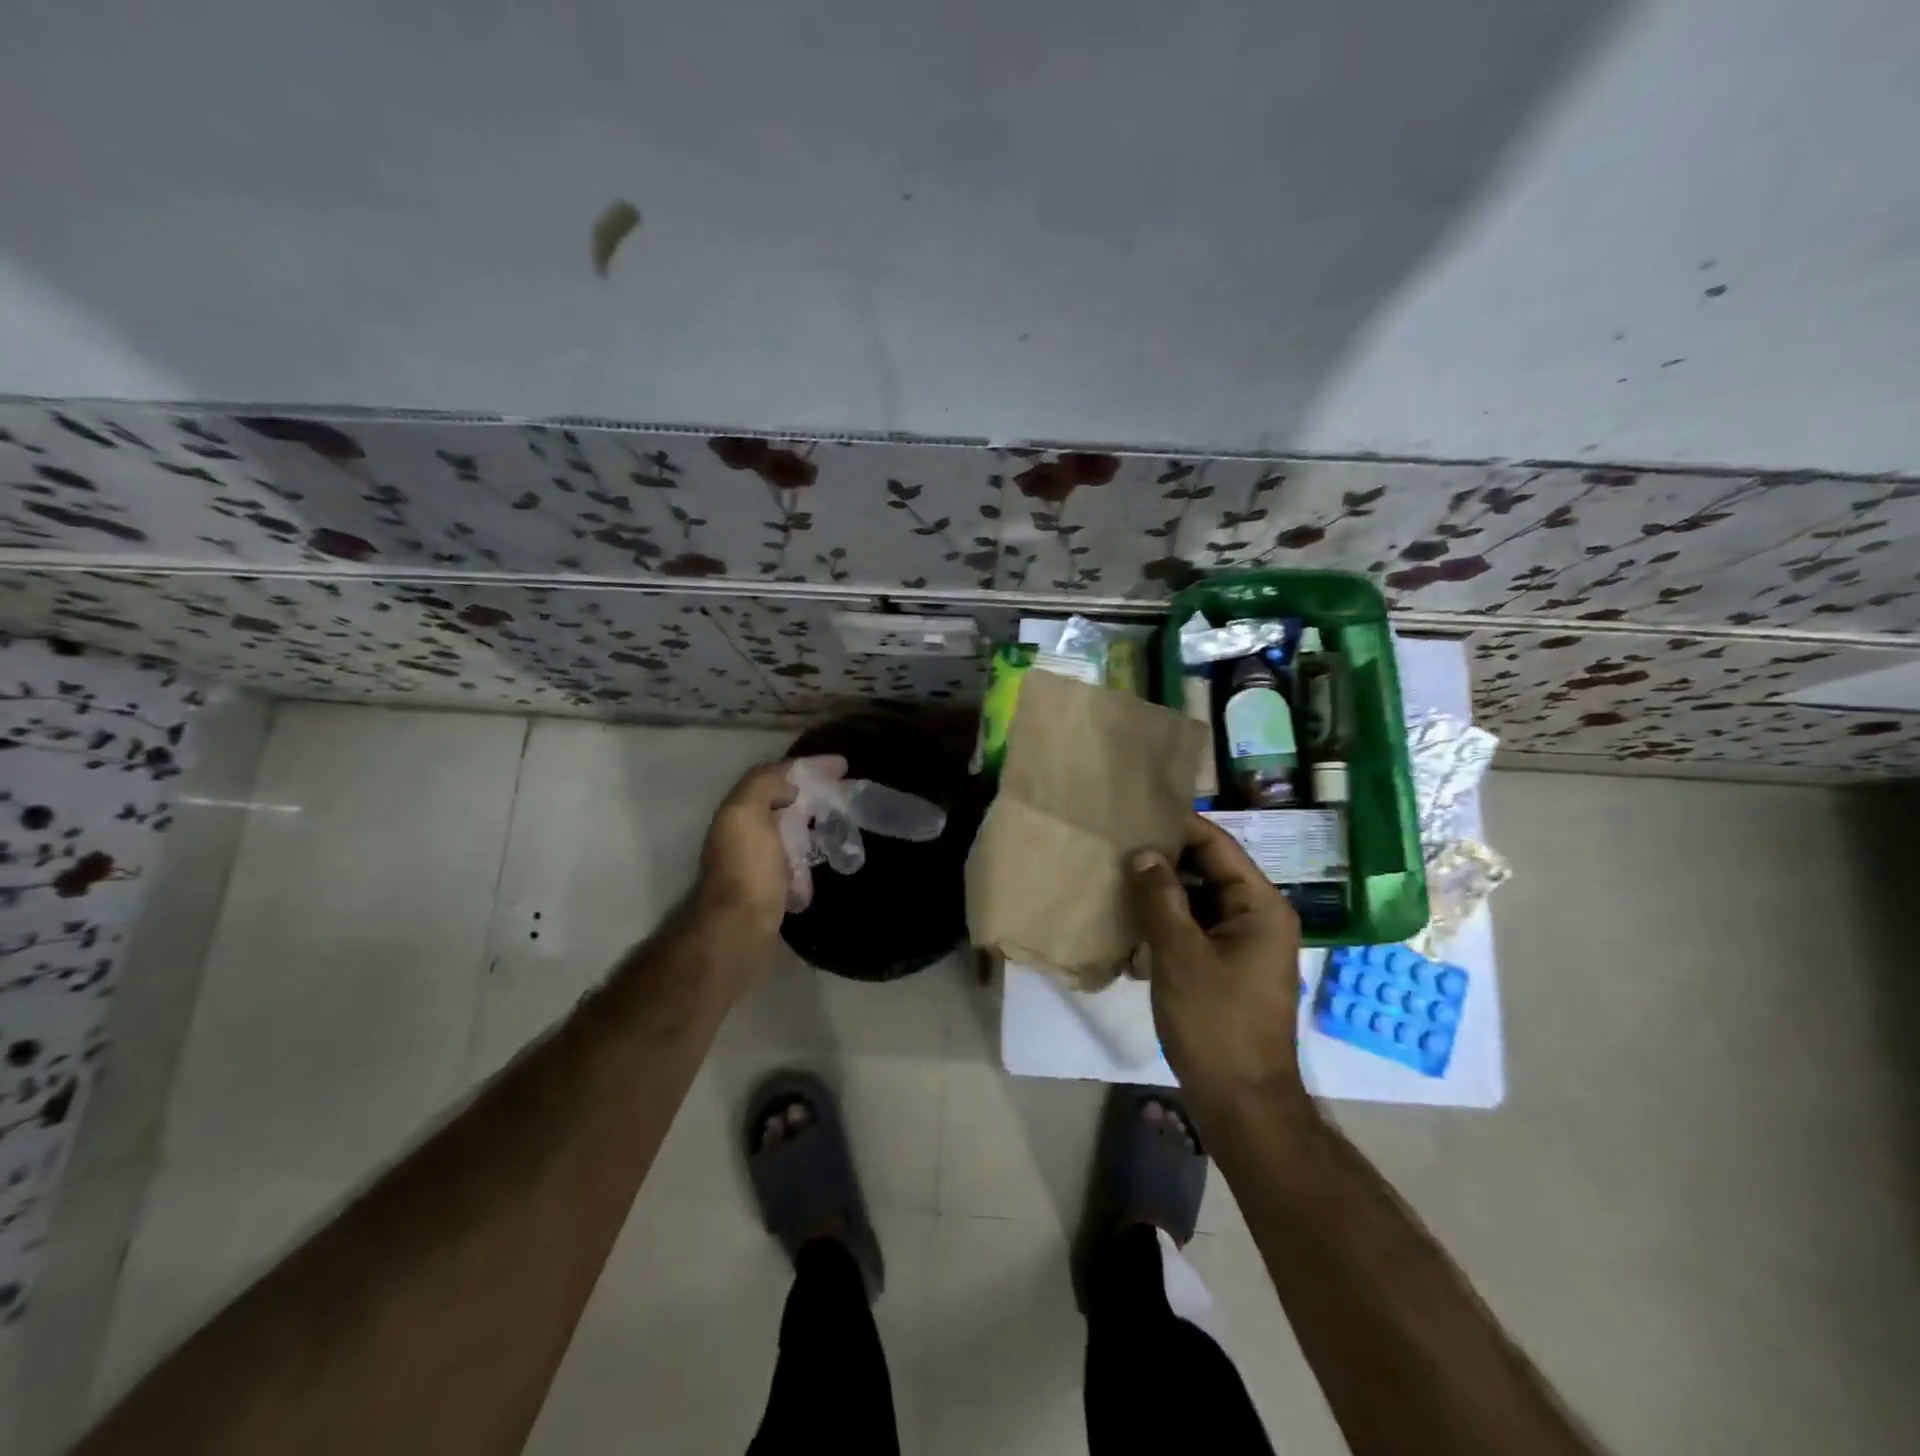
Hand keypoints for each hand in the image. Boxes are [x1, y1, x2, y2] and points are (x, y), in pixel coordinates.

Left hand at [689, 756, 849, 978]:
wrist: (738, 932)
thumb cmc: (748, 870)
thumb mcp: (747, 814)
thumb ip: (764, 785)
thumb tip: (790, 786)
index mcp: (741, 811)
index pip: (778, 776)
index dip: (810, 767)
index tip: (844, 765)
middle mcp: (746, 834)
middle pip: (787, 805)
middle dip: (817, 798)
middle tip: (849, 797)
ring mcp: (759, 864)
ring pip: (793, 835)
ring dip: (816, 829)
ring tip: (844, 829)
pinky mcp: (771, 891)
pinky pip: (797, 867)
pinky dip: (811, 863)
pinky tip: (828, 864)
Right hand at [1129, 815, 1309, 1112]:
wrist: (1242, 1102)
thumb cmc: (1216, 1023)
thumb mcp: (1181, 955)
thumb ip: (1161, 898)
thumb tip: (1143, 852)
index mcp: (1260, 906)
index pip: (1217, 846)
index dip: (1178, 827)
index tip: (1135, 813)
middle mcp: (1258, 916)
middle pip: (1208, 871)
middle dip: (1164, 860)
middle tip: (1116, 845)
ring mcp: (1244, 943)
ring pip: (1199, 900)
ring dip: (1162, 892)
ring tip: (1116, 875)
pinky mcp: (1228, 966)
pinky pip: (1196, 928)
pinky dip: (1168, 921)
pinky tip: (1131, 920)